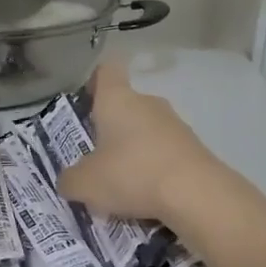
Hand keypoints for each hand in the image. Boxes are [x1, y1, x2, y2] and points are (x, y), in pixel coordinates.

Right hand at [56, 61, 221, 221]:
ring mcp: (175, 124)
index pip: (106, 71)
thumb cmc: (131, 175)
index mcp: (117, 99)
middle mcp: (148, 103)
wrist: (196, 194)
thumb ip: (70, 179)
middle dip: (110, 129)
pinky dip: (154, 169)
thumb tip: (69, 179)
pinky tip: (148, 195)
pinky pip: (165, 153)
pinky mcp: (194, 148)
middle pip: (125, 105)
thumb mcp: (85, 184)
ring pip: (146, 131)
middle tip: (96, 158)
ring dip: (133, 151)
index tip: (86, 103)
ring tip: (121, 185)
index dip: (94, 82)